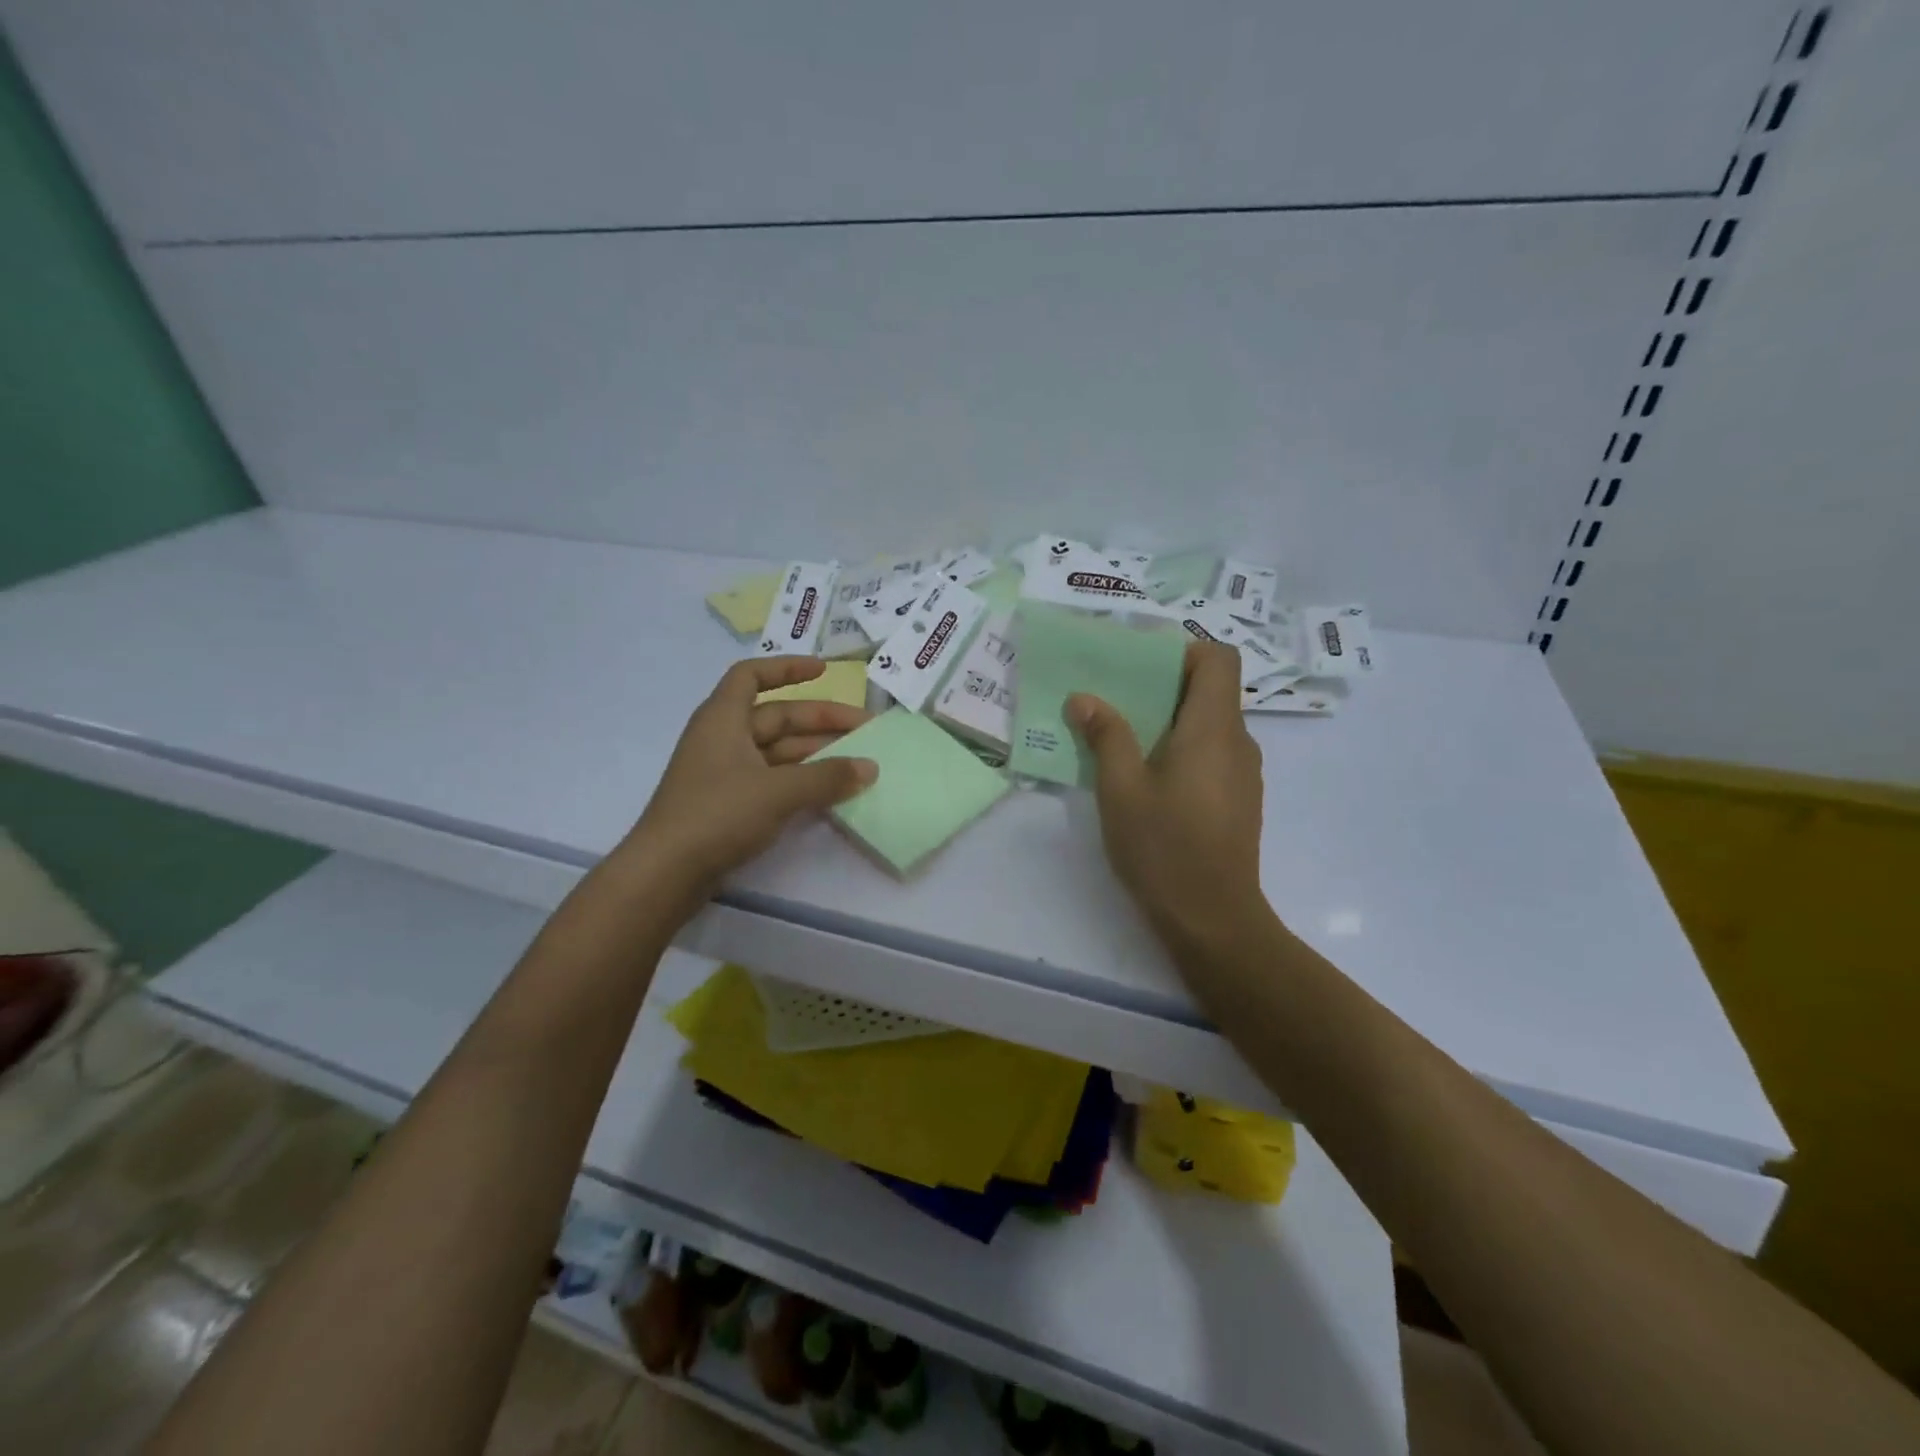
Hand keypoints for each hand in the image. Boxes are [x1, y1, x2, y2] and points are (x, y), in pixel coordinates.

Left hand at [624, 658, 876, 898]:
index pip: (752, 676)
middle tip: (865, 729)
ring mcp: (725, 773)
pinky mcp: (729, 804)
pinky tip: (830, 791)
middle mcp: (723, 738)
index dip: (787, 668)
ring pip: (778, 751)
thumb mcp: (778, 791)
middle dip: (820, 720)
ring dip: (816, 753)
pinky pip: (773, 779)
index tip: (824, 672)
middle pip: (776, 716)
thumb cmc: (718, 814)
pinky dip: (801, 780)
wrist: (666, 874)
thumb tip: (871, 767)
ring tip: (857, 762)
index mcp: (723, 719)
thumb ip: (827, 777)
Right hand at [1067, 643, 1268, 953]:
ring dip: (1170, 722)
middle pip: (1211, 691)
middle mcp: (1238, 742)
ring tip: (1124, 743)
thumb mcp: (1121, 789)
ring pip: (1210, 726)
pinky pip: (1212, 755)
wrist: (1212, 919)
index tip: (1142, 668)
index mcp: (1213, 728)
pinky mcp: (1239, 801)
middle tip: (1115, 702)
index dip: (1184, 651)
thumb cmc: (1164, 847)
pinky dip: (1183, 751)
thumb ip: (1106, 737)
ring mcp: (1244, 774)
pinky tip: (1149, 783)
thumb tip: (1084, 698)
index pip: (1219, 659)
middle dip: (1163, 688)